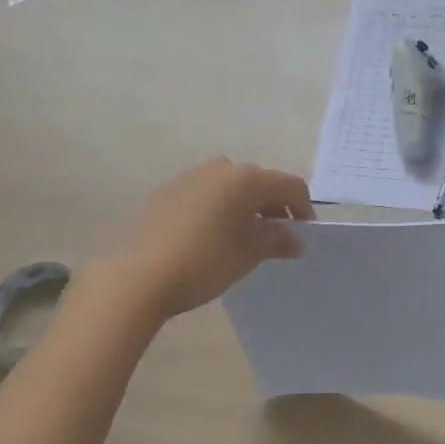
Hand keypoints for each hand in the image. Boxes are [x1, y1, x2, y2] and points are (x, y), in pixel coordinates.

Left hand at [108, 159, 313, 318]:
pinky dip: (218, 207)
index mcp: (246, 179)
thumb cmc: (206, 261)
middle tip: (276, 236)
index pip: (289, 185)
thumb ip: (277, 240)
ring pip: (230, 186)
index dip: (303, 208)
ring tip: (243, 235)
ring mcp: (191, 176)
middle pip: (260, 182)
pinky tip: (210, 234)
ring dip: (244, 205)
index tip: (303, 233)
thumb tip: (294, 239)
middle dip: (274, 206)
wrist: (140, 275)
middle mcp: (221, 168)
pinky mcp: (167, 191)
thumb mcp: (249, 253)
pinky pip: (205, 193)